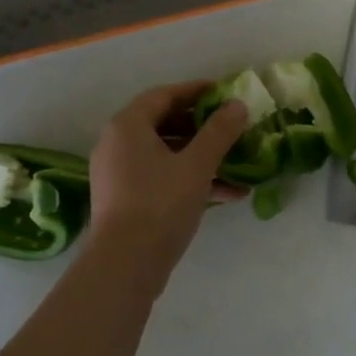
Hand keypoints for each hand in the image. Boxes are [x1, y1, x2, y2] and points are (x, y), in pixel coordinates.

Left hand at [88, 82, 248, 266]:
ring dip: (201, 157)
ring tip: (237, 162)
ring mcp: (119, 174)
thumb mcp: (197, 165)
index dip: (195, 91)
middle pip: (163, 124)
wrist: (125, 264)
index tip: (223, 92)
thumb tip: (238, 105)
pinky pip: (160, 177)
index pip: (164, 95)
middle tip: (231, 126)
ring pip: (165, 154)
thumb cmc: (160, 204)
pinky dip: (189, 179)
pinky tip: (227, 194)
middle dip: (202, 126)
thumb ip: (219, 132)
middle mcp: (117, 144)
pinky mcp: (125, 200)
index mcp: (128, 126)